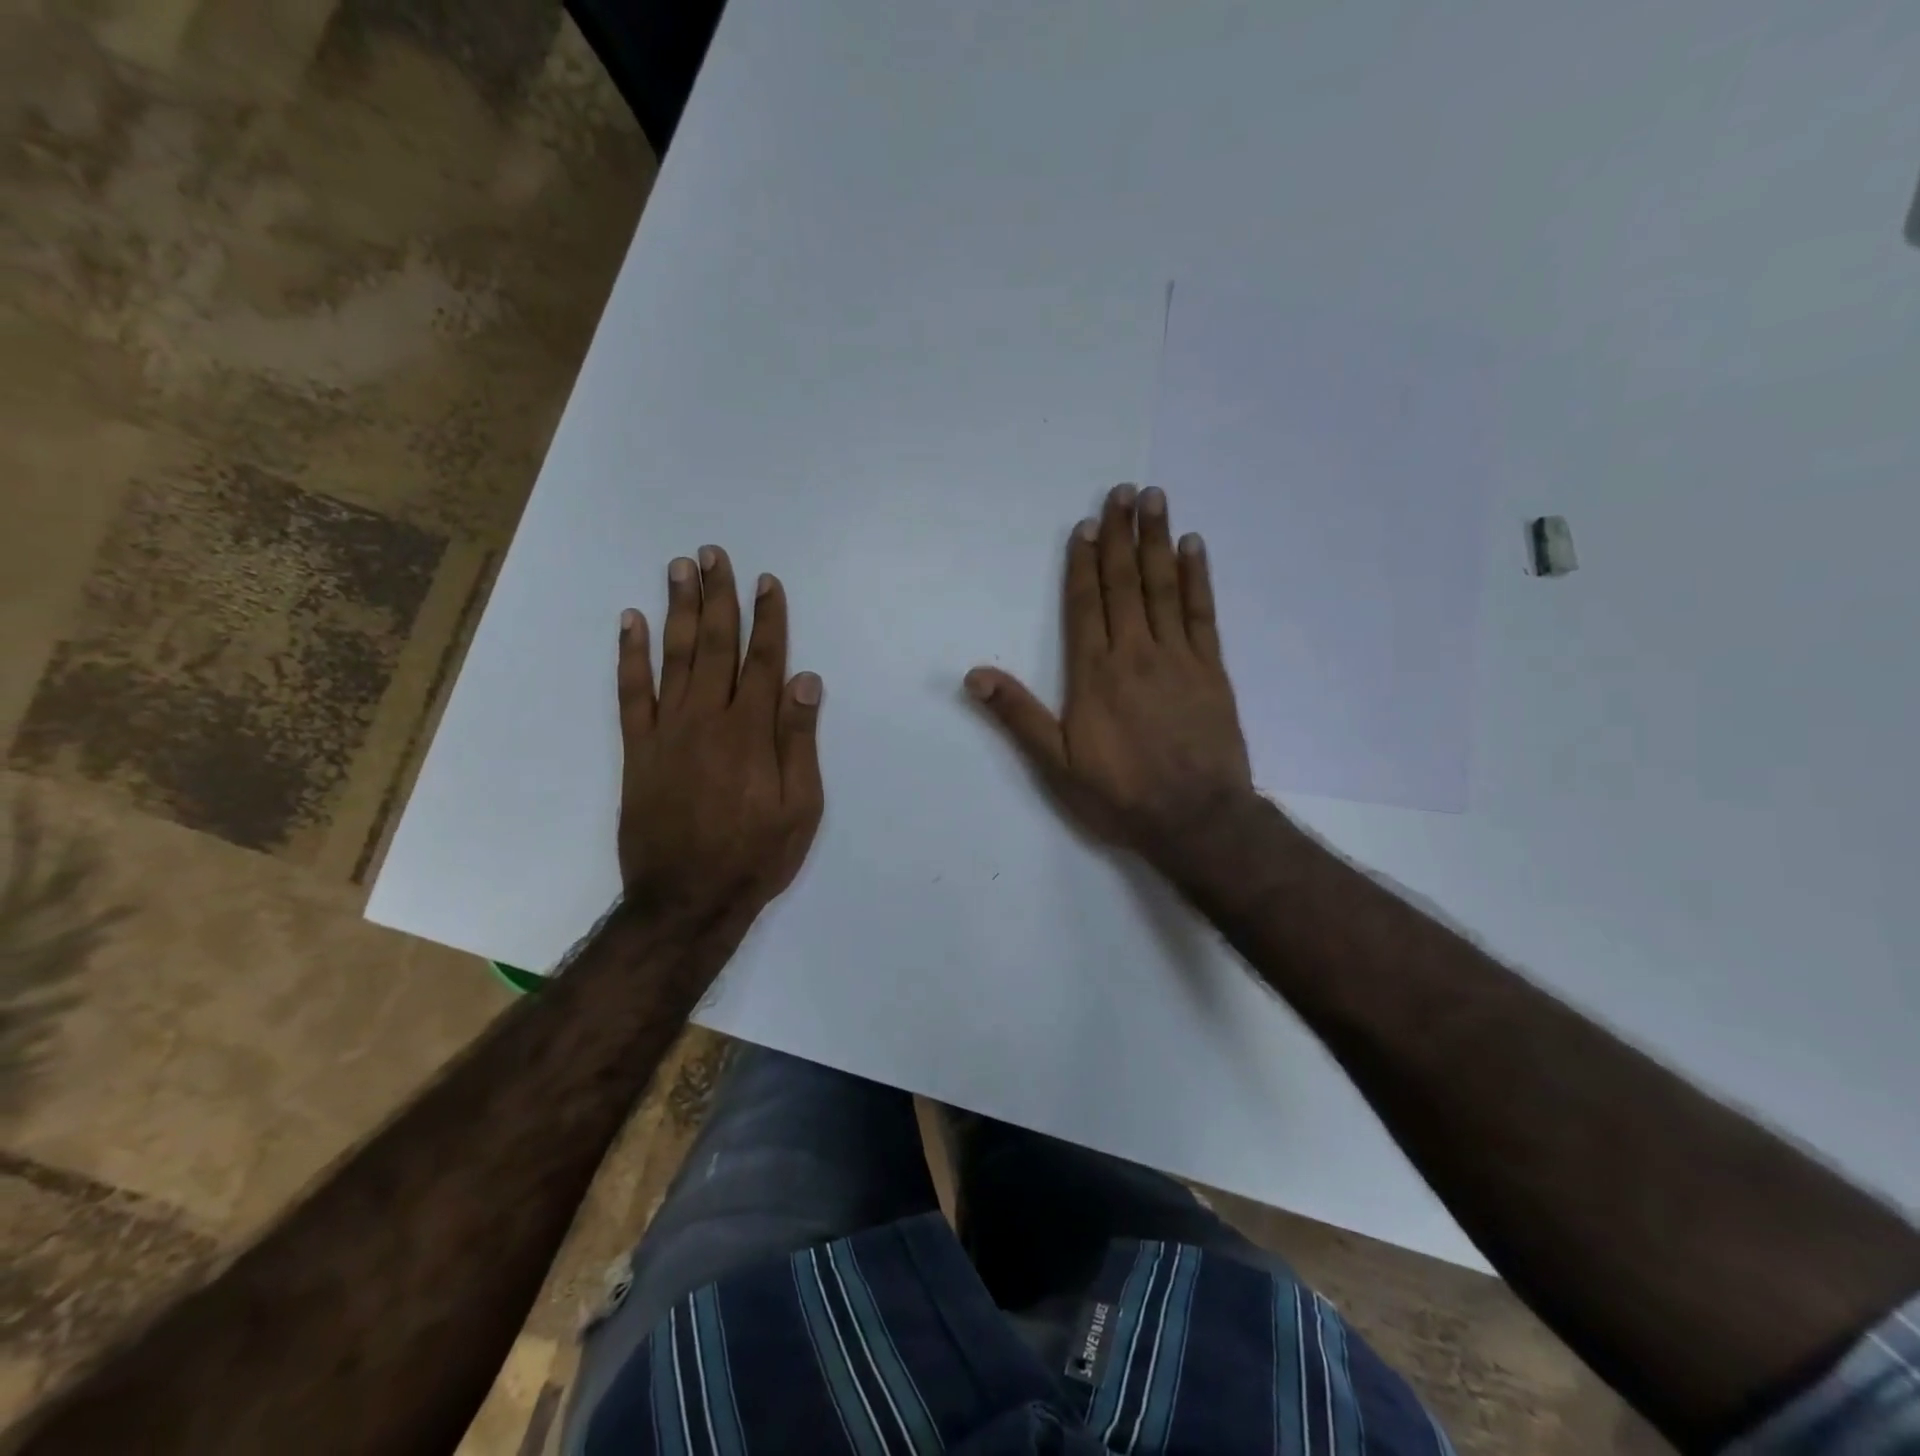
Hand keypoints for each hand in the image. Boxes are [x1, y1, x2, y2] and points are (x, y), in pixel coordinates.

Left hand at [616, 546, 823, 917]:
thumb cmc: (755, 856)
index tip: (767, 582)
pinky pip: (631, 693)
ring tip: (679, 568)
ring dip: (677, 609)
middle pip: (715, 645)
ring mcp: (668, 731)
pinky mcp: (638, 750)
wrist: (686, 899)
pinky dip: (629, 655)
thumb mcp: (801, 808)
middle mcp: (709, 719)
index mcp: (752, 733)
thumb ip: (800, 741)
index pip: (764, 661)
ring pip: (673, 657)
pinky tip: (629, 621)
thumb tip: (806, 681)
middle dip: (718, 597)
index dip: (768, 619)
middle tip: (714, 554)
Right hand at [965, 484, 1252, 861]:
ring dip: (1157, 541)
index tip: (1086, 525)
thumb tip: (974, 675)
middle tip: (1124, 491)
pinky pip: (1202, 612)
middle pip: (1125, 583)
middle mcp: (1135, 652)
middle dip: (1121, 534)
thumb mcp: (1056, 765)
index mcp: (1094, 673)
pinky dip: (1198, 576)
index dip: (1083, 562)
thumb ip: (1017, 716)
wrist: (1196, 819)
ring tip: (1155, 500)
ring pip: (1164, 587)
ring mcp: (1178, 657)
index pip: (1085, 604)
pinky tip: (1194, 547)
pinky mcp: (1211, 669)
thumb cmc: (1120, 794)